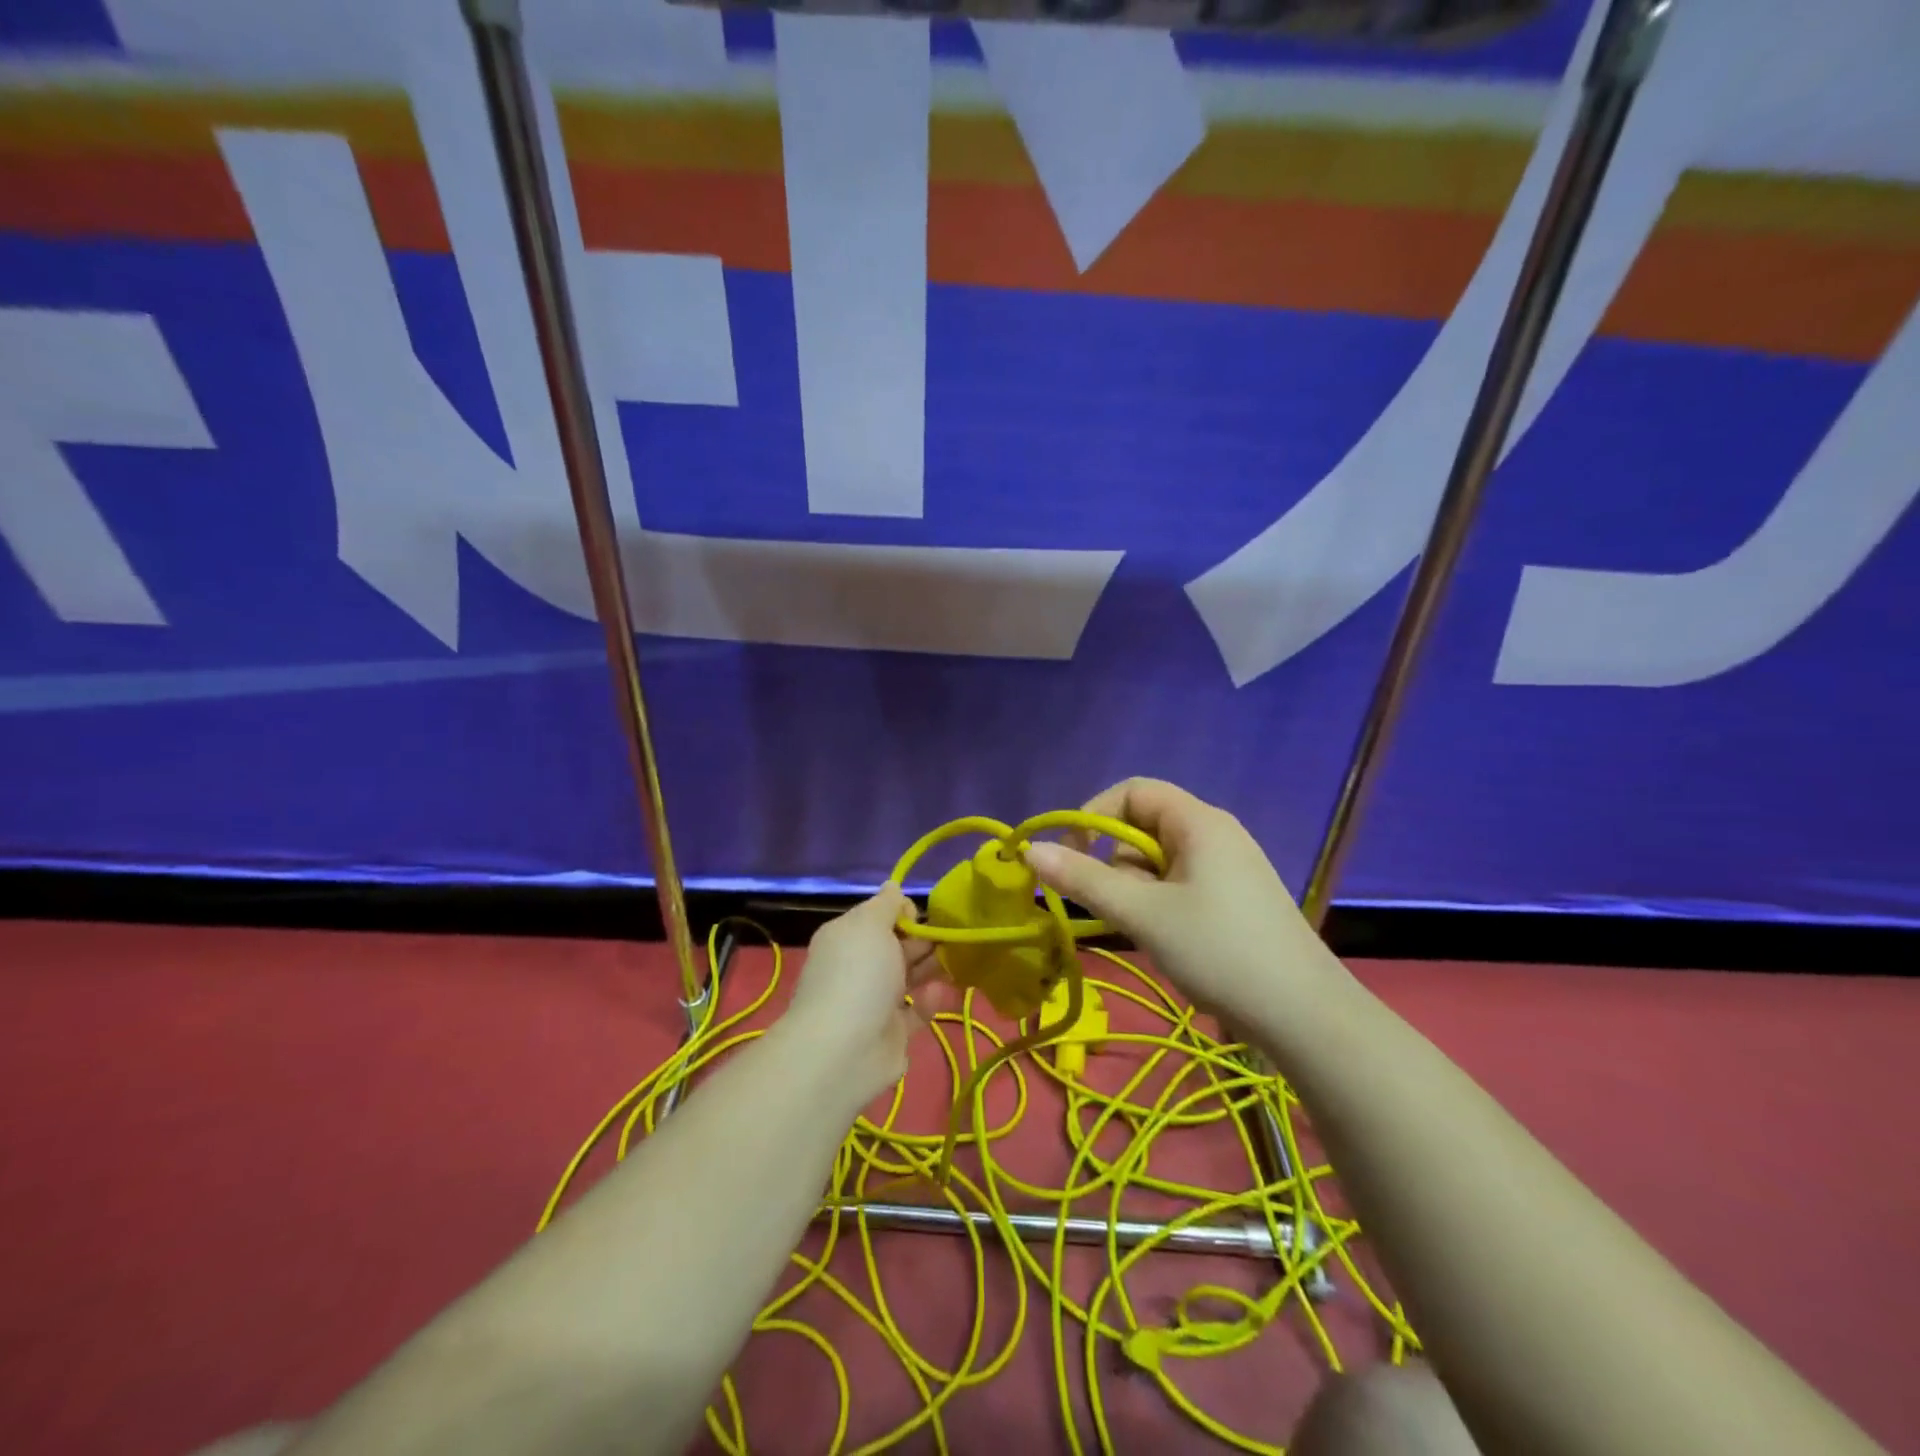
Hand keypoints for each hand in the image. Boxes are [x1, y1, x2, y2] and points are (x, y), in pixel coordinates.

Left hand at [780, 885, 953, 1108]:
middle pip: (897, 945)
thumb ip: (886, 904)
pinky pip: (917, 1010)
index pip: (878, 915)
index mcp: (847, 937)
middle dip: (923, 939)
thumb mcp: (870, 925)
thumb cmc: (858, 975)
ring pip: (910, 976)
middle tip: (947, 938)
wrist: (844, 1051)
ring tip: (954, 960)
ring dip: (931, 967)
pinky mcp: (893, 1032)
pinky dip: (929, 1001)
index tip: (919, 915)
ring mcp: (875, 1001)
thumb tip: (892, 885)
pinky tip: (937, 993)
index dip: (901, 911)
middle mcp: (859, 966)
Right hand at [1022, 778, 1347, 1031]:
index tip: (1073, 857)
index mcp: (1198, 821)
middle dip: (1116, 861)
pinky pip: (1181, 883)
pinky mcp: (1236, 897)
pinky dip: (1160, 902)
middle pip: (1144, 825)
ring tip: (1145, 929)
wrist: (1304, 1015)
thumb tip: (1030, 850)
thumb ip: (1084, 880)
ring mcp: (1230, 866)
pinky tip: (1168, 939)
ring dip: (1137, 888)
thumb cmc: (1219, 951)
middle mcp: (1215, 833)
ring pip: (1160, 860)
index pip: (1133, 791)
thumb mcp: (1143, 914)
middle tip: (1115, 906)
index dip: (1095, 815)